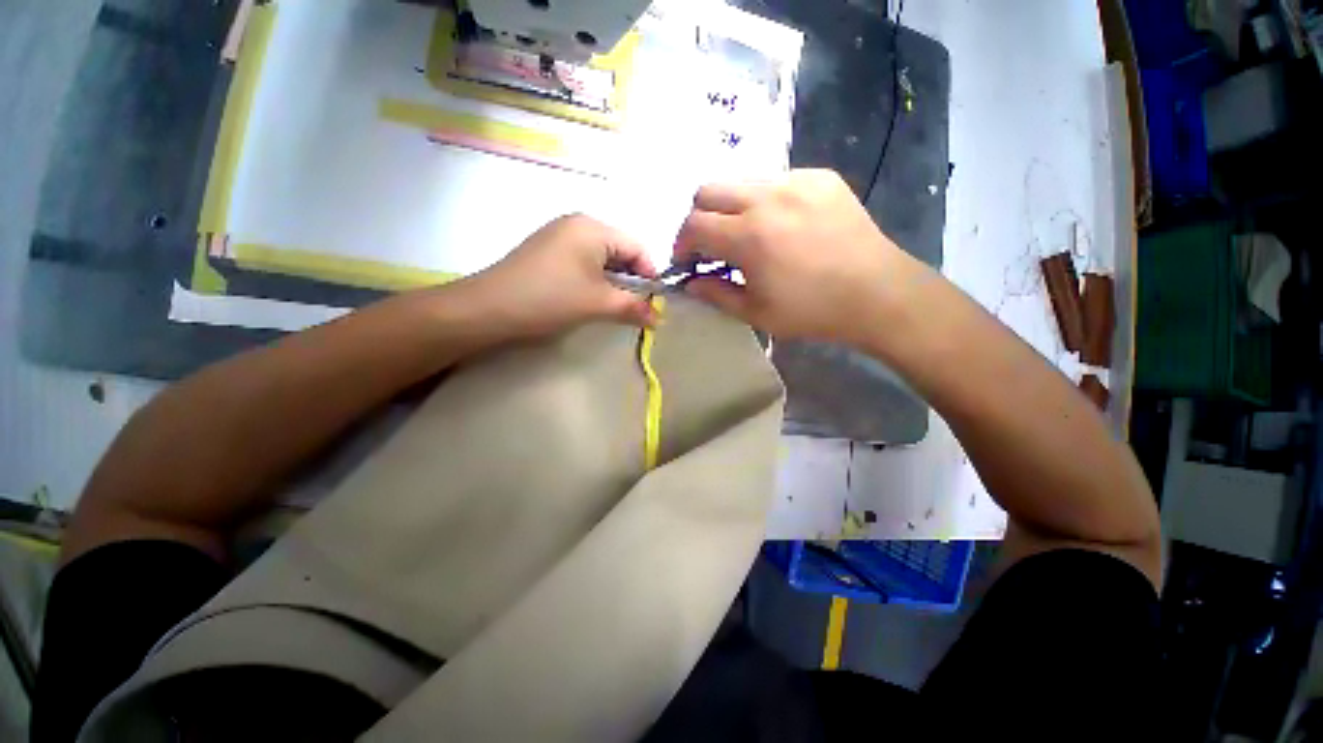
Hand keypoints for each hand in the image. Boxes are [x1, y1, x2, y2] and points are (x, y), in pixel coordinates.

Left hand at [461, 214, 657, 339]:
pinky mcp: (547, 251)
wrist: (489, 308)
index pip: (637, 247)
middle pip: (620, 250)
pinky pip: (583, 262)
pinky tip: (590, 298)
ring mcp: (559, 236)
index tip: (654, 302)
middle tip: (636, 307)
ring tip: (613, 306)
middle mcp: (577, 224)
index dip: (650, 275)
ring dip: (613, 282)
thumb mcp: (598, 303)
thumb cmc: (551, 299)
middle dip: (631, 280)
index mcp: (593, 228)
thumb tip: (660, 318)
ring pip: (601, 258)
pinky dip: (594, 280)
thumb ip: (633, 308)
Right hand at [674, 169, 917, 346]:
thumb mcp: (756, 312)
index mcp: (749, 236)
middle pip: (709, 189)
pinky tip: (779, 225)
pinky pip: (775, 180)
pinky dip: (763, 200)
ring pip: (741, 180)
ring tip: (745, 235)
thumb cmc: (812, 311)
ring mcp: (796, 181)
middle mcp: (767, 197)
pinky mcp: (820, 177)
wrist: (877, 293)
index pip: (694, 225)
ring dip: (730, 207)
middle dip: (699, 217)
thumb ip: (715, 294)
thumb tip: (690, 283)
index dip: (681, 243)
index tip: (686, 260)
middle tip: (710, 244)